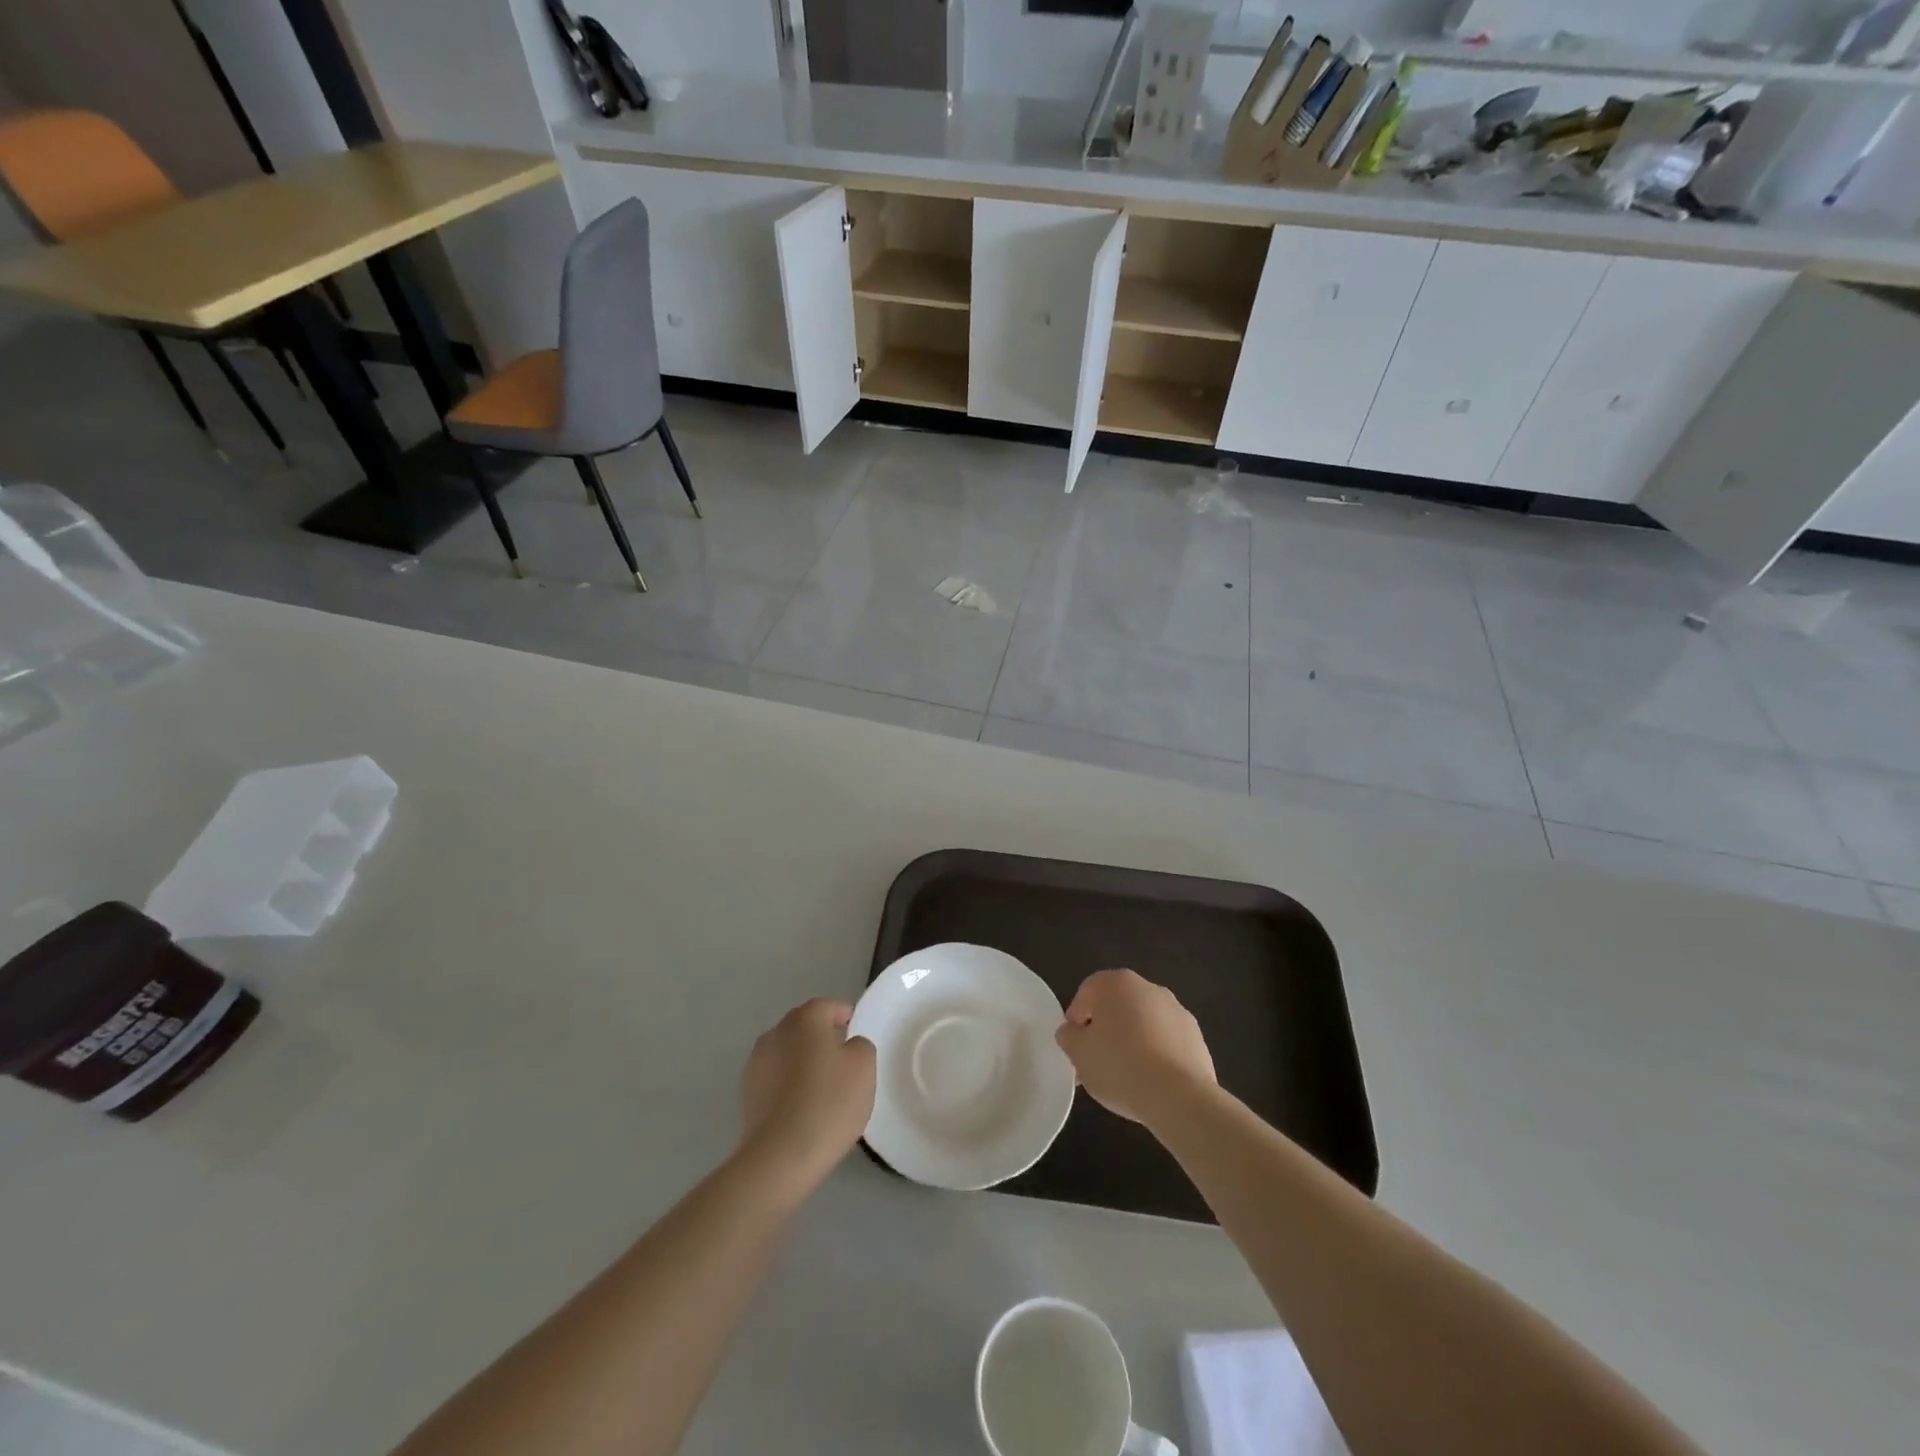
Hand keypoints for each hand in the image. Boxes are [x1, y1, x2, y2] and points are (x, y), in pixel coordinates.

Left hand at [738, 999, 876, 1188]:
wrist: (781, 1156)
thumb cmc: (829, 1102)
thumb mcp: (864, 1067)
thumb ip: (860, 1045)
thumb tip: (847, 1045)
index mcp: (804, 1019)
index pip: (828, 1007)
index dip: (845, 1017)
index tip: (857, 1035)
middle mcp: (776, 1033)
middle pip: (804, 1028)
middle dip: (822, 1039)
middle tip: (843, 1063)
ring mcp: (756, 1063)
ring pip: (787, 1053)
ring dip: (802, 1062)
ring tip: (822, 1089)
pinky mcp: (746, 1094)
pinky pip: (775, 1079)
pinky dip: (788, 1085)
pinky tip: (802, 1108)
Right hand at [1056, 970, 1215, 1128]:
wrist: (1179, 1097)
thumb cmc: (1119, 1067)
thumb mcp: (1078, 1054)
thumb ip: (1069, 1037)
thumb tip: (1071, 1031)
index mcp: (1117, 983)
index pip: (1087, 992)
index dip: (1077, 1017)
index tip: (1075, 1045)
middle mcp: (1148, 988)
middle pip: (1117, 1005)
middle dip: (1105, 1028)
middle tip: (1096, 1060)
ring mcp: (1176, 1010)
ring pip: (1143, 1022)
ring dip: (1132, 1040)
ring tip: (1125, 1075)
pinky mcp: (1196, 1036)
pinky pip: (1166, 1040)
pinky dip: (1156, 1053)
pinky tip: (1151, 1080)